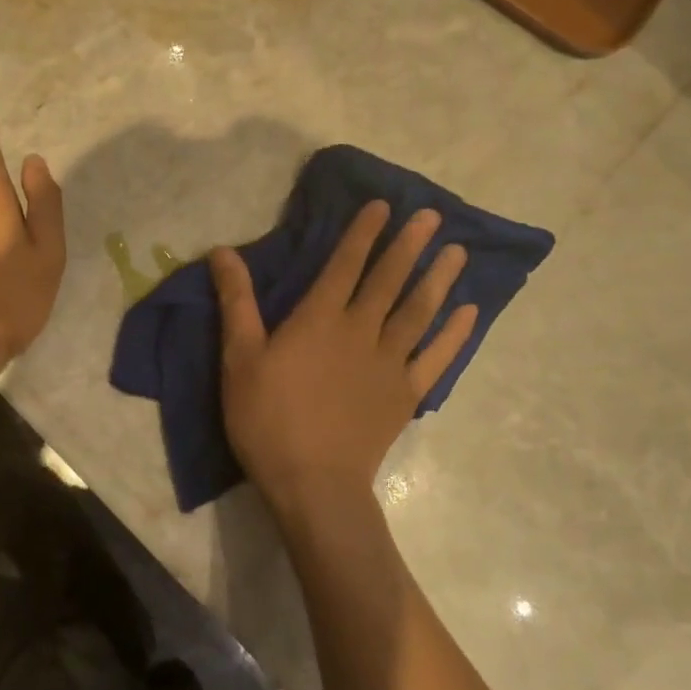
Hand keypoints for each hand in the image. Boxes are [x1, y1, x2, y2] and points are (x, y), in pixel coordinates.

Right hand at [211, 201, 476, 518]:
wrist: (313, 483)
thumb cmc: (268, 419)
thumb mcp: (239, 359)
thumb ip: (236, 302)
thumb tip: (222, 251)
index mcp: (320, 320)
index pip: (345, 265)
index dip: (363, 233)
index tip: (384, 206)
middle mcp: (361, 331)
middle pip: (390, 280)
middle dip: (409, 245)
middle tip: (432, 216)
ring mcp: (389, 363)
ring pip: (419, 312)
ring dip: (438, 279)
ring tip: (457, 251)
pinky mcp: (406, 394)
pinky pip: (437, 357)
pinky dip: (454, 334)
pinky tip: (468, 312)